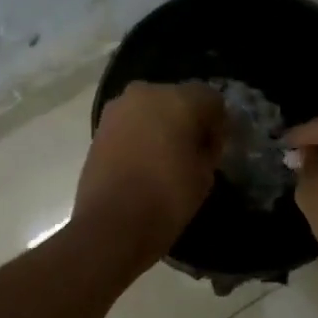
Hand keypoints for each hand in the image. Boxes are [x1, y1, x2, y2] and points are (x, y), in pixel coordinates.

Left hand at [75, 82, 225, 267]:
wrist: (111, 224)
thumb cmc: (167, 198)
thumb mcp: (205, 175)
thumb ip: (208, 148)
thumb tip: (203, 141)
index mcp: (179, 100)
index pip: (211, 99)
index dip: (218, 124)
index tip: (216, 150)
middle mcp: (147, 93)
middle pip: (178, 98)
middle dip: (188, 120)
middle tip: (193, 152)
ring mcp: (118, 108)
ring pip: (152, 109)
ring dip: (162, 126)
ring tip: (167, 159)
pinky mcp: (99, 127)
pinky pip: (131, 123)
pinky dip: (141, 135)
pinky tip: (145, 162)